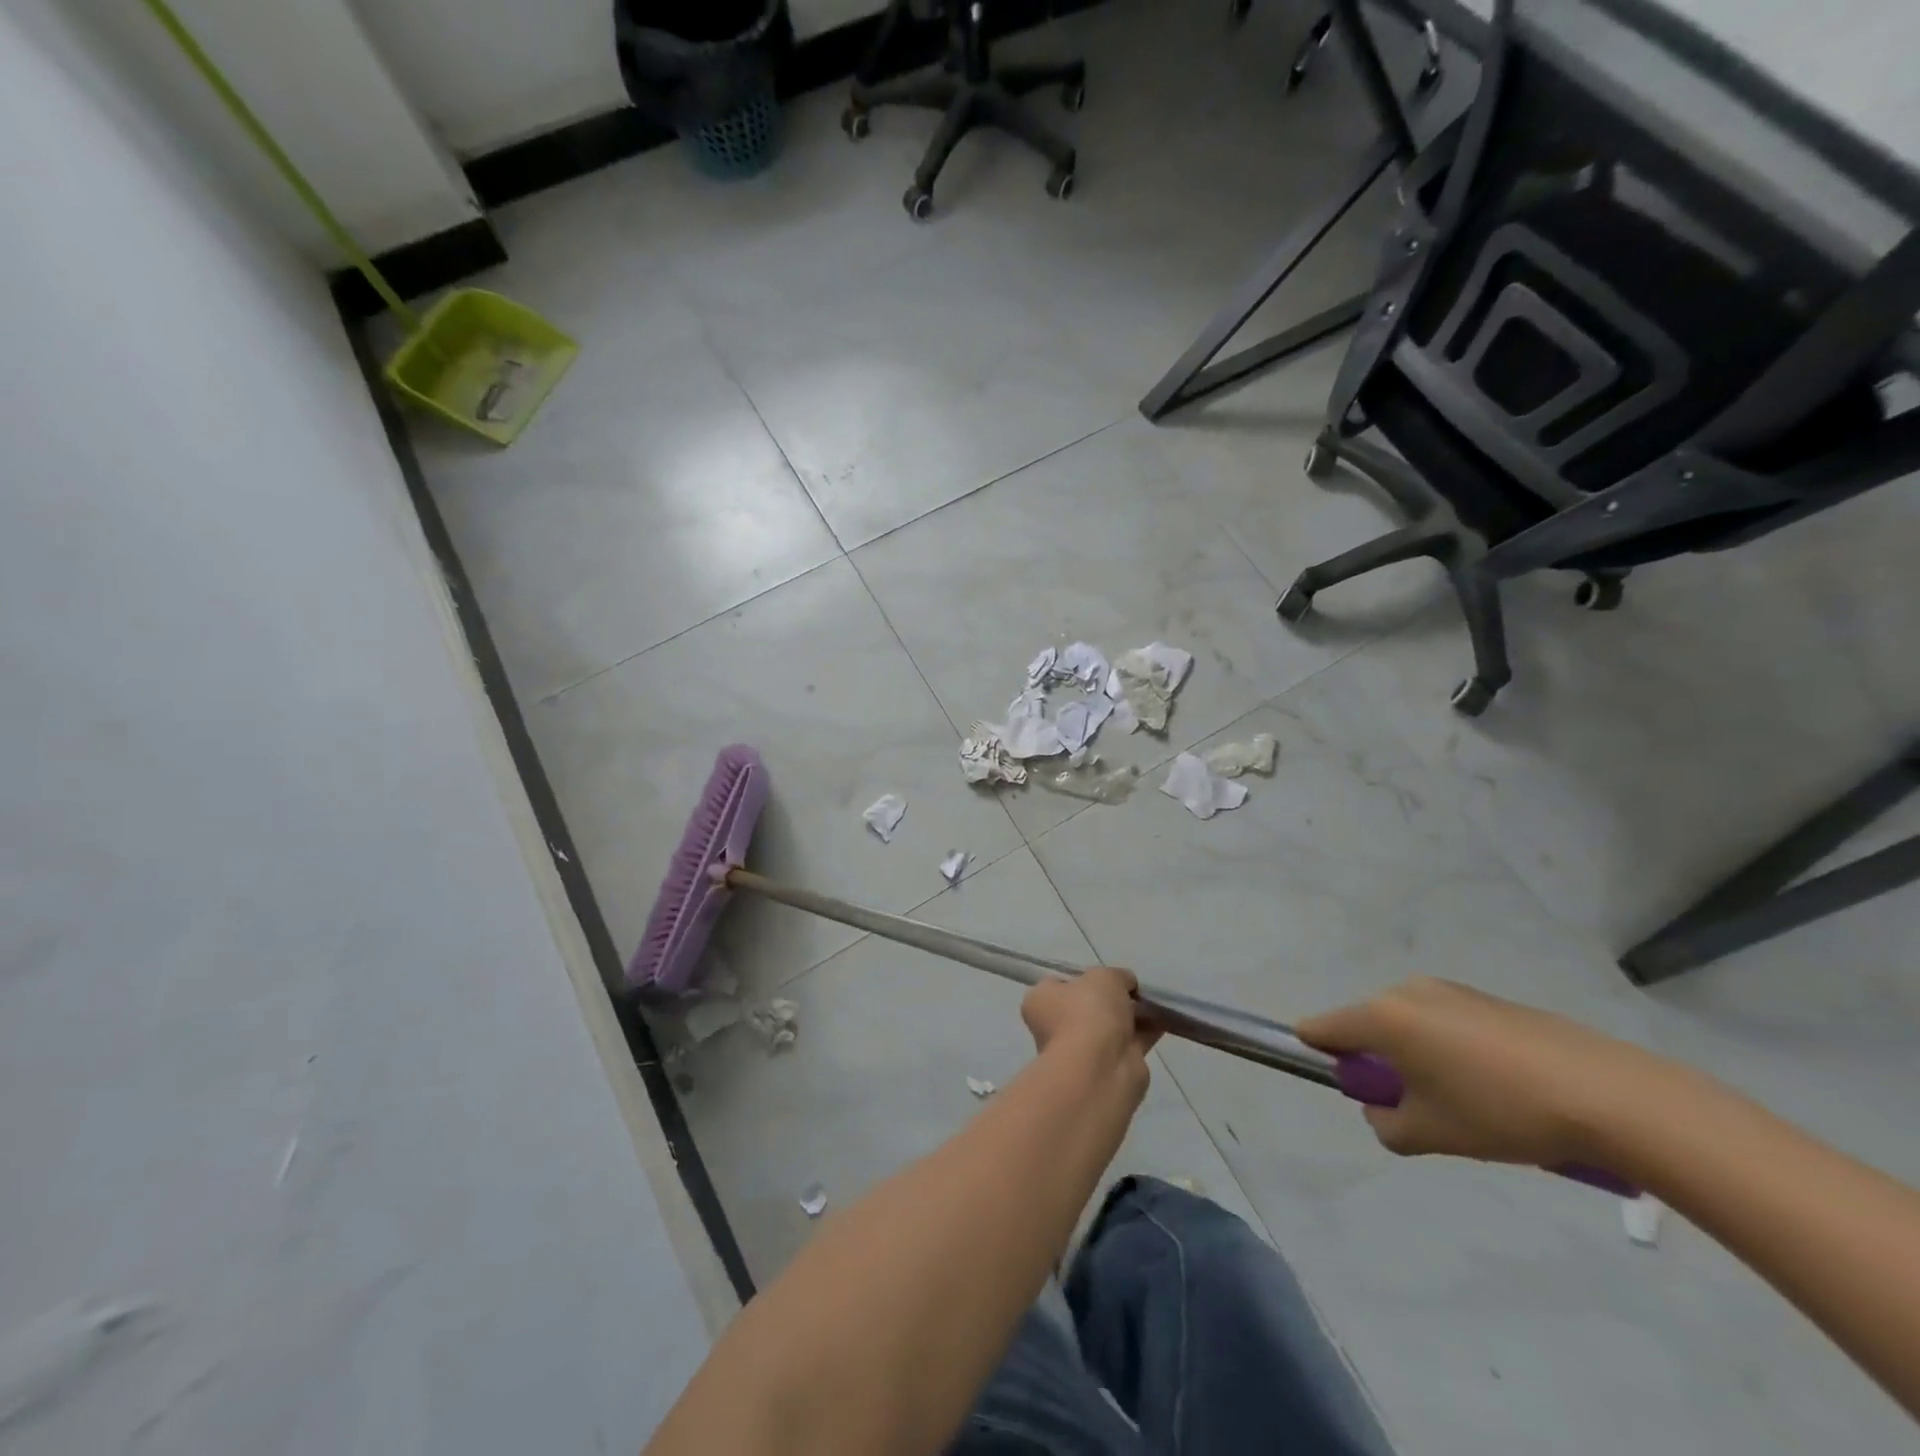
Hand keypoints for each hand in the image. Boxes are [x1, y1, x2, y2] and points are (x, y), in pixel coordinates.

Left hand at [1022, 967, 1160, 1067]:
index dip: (1084, 978)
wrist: (1101, 1068)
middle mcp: (1056, 1025)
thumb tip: (1126, 984)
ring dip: (1132, 1015)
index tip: (1106, 976)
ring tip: (1157, 1003)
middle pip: (1088, 1005)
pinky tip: (1165, 1020)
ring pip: (1111, 1025)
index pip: (1059, 983)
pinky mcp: (1108, 1067)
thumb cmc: (1089, 1012)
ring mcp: (1082, 1049)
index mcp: (1042, 1000)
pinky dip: (1146, 1032)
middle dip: (1113, 999)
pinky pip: (1129, 1042)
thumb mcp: (1105, 976)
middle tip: (1135, 990)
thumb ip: (1117, 976)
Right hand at [1297, 978, 1664, 1168]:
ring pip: (1409, 1026)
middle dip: (1380, 1064)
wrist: (1609, 1095)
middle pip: (1367, 1026)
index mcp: (1383, 1017)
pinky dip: (1452, 1051)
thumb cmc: (1501, 1112)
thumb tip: (1383, 1108)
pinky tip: (1500, 1087)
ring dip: (1418, 1058)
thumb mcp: (1431, 1134)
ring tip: (1469, 1102)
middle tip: (1421, 1108)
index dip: (1321, 1056)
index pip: (1321, 1028)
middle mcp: (1406, 991)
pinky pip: (1445, 1023)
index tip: (1352, 1089)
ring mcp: (1449, 990)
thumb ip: (1385, 1124)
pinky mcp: (1487, 999)